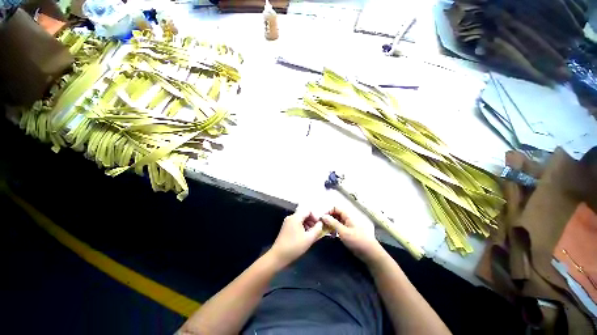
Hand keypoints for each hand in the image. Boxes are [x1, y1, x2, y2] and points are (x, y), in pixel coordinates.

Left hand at [269, 210, 323, 266]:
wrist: (278, 256)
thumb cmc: (295, 246)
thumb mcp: (309, 238)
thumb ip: (317, 229)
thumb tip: (321, 223)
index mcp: (296, 217)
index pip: (308, 211)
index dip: (316, 216)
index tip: (319, 225)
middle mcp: (291, 217)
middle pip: (304, 214)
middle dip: (312, 221)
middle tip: (317, 230)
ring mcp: (287, 222)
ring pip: (301, 219)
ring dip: (308, 225)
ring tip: (312, 234)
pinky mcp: (286, 228)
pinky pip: (296, 223)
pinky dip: (302, 227)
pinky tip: (305, 236)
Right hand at [321, 207, 384, 264]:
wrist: (370, 253)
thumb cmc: (357, 241)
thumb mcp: (343, 232)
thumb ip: (333, 223)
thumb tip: (323, 216)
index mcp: (347, 216)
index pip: (336, 208)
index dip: (328, 211)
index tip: (322, 219)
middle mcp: (347, 219)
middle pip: (335, 214)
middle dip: (328, 218)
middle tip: (322, 225)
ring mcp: (348, 226)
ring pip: (336, 221)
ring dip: (330, 224)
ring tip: (325, 231)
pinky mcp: (348, 233)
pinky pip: (338, 228)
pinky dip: (334, 230)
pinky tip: (331, 235)